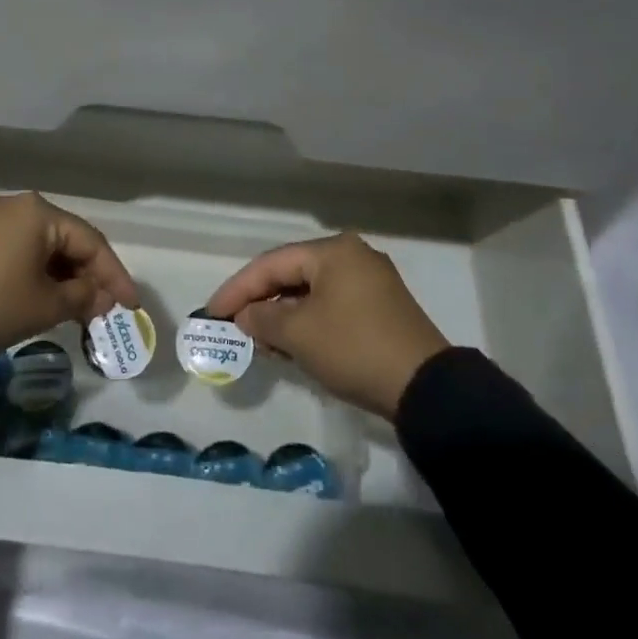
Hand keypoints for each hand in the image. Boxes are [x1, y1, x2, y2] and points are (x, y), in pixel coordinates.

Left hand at [0, 192, 139, 356]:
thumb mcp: (44, 305)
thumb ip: (82, 297)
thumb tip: (103, 298)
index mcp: (39, 212)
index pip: (91, 241)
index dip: (115, 275)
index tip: (131, 306)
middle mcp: (16, 205)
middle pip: (66, 240)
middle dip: (88, 275)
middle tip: (103, 309)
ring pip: (41, 245)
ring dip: (62, 275)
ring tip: (75, 307)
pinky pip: (17, 249)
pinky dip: (35, 271)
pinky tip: (41, 296)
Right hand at [206, 233, 449, 418]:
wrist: (425, 387)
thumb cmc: (353, 347)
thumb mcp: (299, 334)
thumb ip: (263, 319)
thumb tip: (245, 316)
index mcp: (333, 251)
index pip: (272, 263)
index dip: (238, 288)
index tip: (212, 312)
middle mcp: (353, 256)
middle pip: (292, 274)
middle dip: (261, 301)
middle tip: (234, 325)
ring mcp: (371, 281)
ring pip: (312, 291)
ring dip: (283, 314)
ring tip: (259, 339)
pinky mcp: (382, 307)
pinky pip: (332, 305)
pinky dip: (307, 321)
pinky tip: (292, 343)